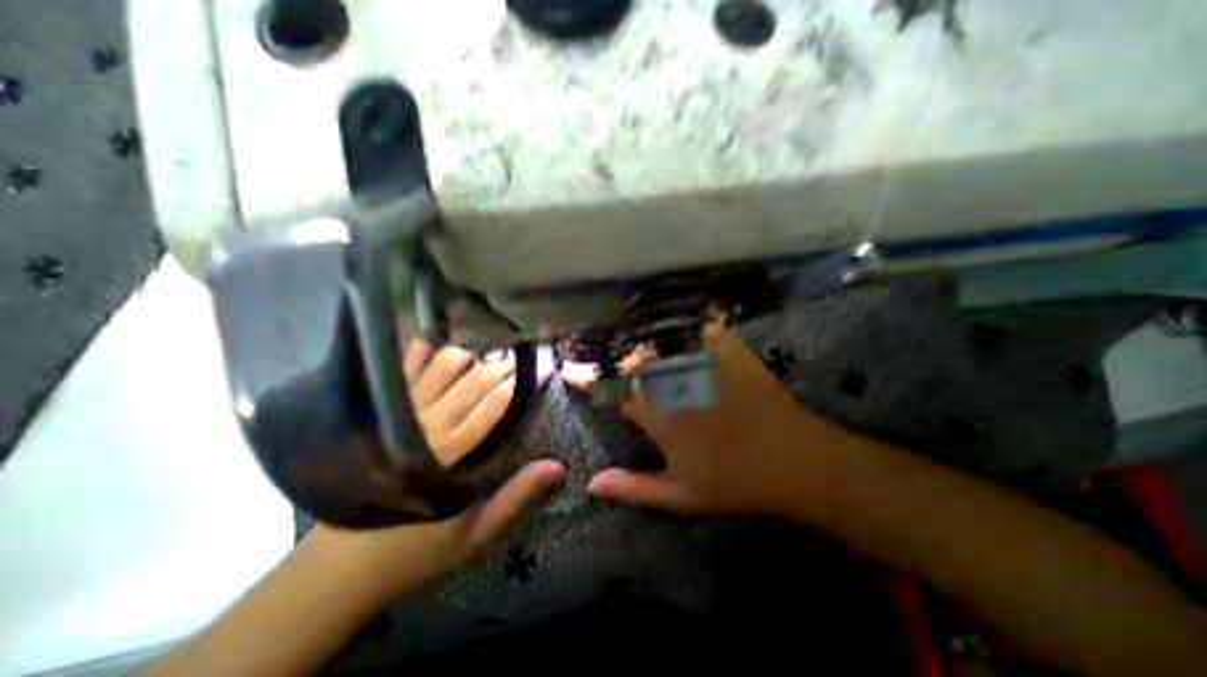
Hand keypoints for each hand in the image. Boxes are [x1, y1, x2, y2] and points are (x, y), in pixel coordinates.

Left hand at [304, 342, 563, 604]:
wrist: (337, 569)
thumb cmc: (415, 549)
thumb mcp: (474, 534)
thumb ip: (516, 498)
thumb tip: (557, 467)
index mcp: (449, 457)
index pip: (490, 408)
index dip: (514, 386)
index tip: (536, 369)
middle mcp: (423, 429)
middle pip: (468, 385)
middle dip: (497, 368)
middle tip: (515, 356)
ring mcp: (394, 419)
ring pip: (436, 373)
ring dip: (463, 358)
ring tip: (483, 351)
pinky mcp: (372, 418)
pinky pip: (397, 378)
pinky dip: (413, 357)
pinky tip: (427, 343)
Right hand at [571, 331, 850, 521]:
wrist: (796, 460)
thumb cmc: (734, 482)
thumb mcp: (680, 494)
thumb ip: (633, 488)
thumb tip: (591, 484)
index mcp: (659, 416)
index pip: (611, 392)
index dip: (587, 381)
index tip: (570, 372)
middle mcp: (673, 383)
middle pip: (631, 361)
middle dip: (610, 358)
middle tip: (597, 353)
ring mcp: (701, 362)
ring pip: (656, 342)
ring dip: (637, 340)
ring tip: (624, 338)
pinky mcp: (726, 350)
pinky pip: (694, 328)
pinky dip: (676, 324)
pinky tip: (668, 323)